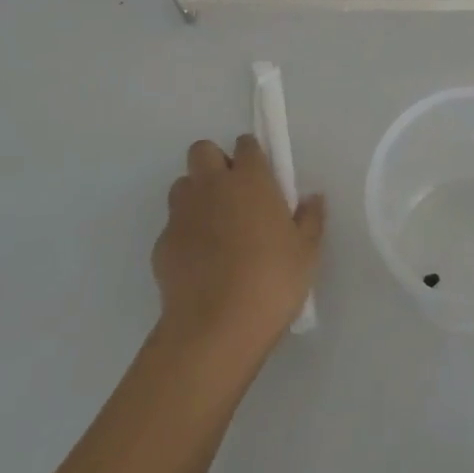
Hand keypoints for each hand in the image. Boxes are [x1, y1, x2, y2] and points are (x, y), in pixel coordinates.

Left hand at [153, 135, 324, 370]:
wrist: (216, 328)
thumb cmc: (272, 280)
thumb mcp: (307, 251)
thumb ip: (310, 218)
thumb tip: (312, 198)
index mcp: (250, 179)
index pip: (246, 144)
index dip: (253, 156)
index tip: (262, 177)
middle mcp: (212, 186)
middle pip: (202, 151)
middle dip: (215, 163)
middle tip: (234, 194)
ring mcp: (182, 214)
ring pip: (183, 185)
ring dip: (197, 195)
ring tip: (215, 226)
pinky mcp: (161, 244)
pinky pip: (173, 225)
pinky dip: (185, 233)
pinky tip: (200, 261)